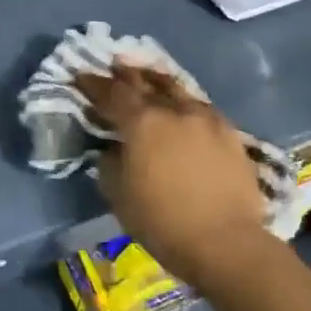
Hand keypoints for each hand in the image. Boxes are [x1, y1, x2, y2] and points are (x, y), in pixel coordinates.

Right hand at [73, 65, 271, 288]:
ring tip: (148, 77)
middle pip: (145, 82)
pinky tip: (183, 108)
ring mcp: (205, 118)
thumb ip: (110, 163)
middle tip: (114, 67)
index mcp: (142, 122)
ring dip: (157, 81)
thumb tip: (114, 148)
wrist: (226, 242)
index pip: (112, 92)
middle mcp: (174, 109)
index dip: (94, 83)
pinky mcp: (229, 132)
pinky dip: (184, 102)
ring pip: (176, 88)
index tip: (81, 76)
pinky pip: (200, 106)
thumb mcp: (119, 195)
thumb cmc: (163, 222)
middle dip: (126, 74)